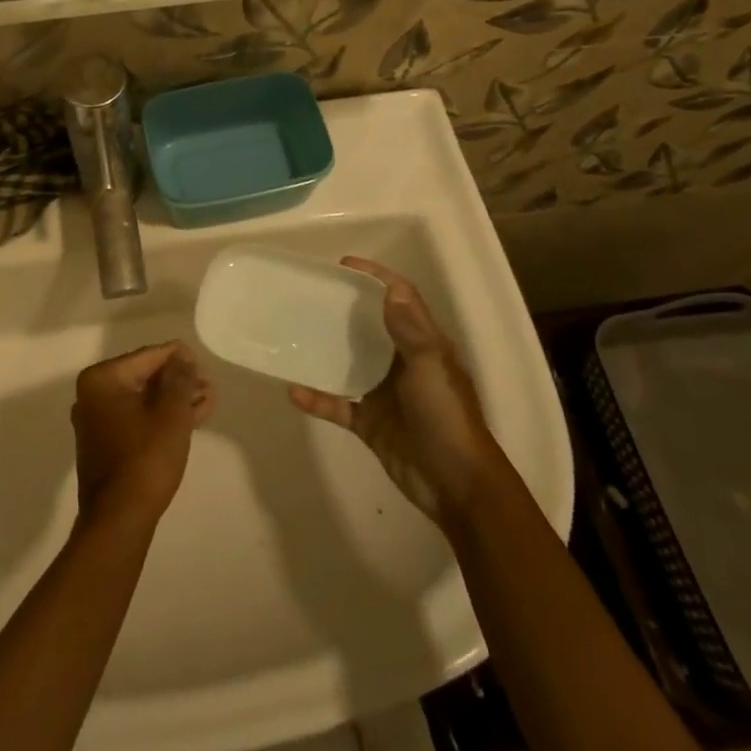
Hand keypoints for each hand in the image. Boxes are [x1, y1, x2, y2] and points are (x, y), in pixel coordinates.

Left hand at [72, 341, 214, 527]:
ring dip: (174, 400)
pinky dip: (161, 417)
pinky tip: (191, 418)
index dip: (178, 358)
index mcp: (102, 379)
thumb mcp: (171, 414)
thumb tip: (182, 355)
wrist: (119, 519)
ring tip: (207, 400)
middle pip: (144, 377)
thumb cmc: (145, 459)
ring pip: (142, 400)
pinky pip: (136, 419)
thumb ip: (179, 378)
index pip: (147, 356)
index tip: (203, 364)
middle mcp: (92, 394)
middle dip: (178, 381)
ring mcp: (96, 421)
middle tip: (209, 385)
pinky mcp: (104, 443)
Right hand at [288, 257, 491, 522]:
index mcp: (423, 345)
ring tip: (294, 334)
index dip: (377, 278)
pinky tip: (294, 391)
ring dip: (325, 351)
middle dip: (344, 309)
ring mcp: (384, 394)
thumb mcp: (431, 367)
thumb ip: (410, 330)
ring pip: (349, 363)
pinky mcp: (369, 423)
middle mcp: (402, 364)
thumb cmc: (446, 417)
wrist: (456, 485)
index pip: (401, 299)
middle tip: (310, 295)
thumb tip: (389, 289)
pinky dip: (317, 399)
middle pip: (371, 326)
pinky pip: (337, 405)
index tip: (344, 265)